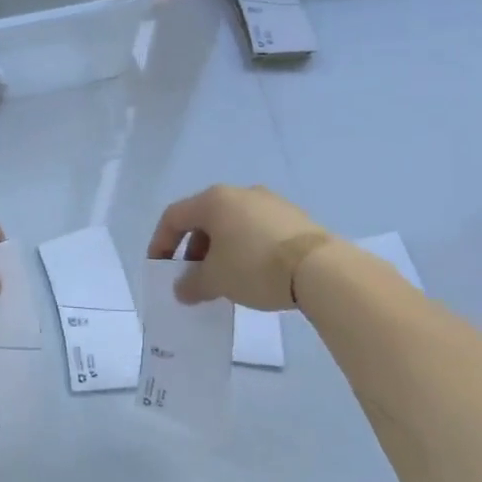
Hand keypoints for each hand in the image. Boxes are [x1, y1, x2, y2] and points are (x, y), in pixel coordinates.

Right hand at [147, 184, 331, 310]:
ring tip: (224, 280)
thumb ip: (192, 283)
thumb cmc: (255, 266)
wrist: (321, 269)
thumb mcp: (217, 280)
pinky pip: (257, 231)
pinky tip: (253, 274)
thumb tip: (182, 289)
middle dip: (194, 250)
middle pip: (204, 219)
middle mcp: (239, 193)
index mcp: (214, 200)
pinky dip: (245, 249)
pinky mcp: (294, 217)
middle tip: (193, 277)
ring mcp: (270, 202)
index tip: (160, 269)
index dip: (161, 242)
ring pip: (232, 225)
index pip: (174, 217)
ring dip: (220, 250)